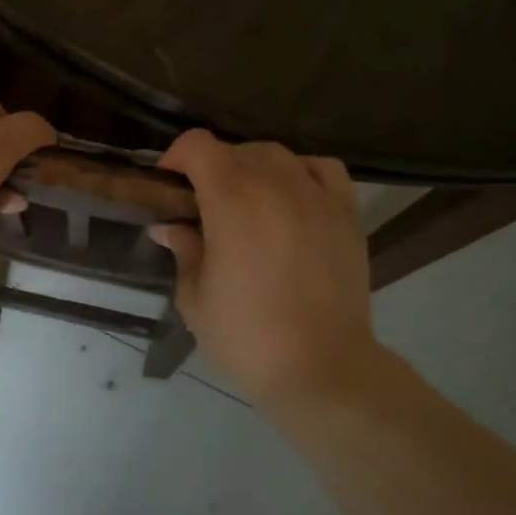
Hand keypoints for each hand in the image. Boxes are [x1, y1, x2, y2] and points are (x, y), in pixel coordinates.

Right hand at [148, 131, 376, 400]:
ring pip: (276, 155)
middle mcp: (274, 185)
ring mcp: (315, 196)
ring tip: (247, 202)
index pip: (198, 145)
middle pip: (235, 150)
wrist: (322, 369)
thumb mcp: (195, 299)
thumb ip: (183, 251)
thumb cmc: (247, 338)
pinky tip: (292, 197)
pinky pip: (322, 169)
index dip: (176, 157)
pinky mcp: (346, 214)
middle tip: (202, 206)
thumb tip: (169, 227)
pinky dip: (301, 172)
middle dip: (210, 169)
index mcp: (230, 201)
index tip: (169, 187)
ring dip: (252, 169)